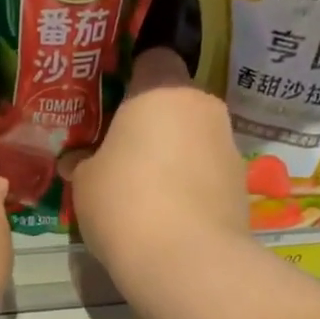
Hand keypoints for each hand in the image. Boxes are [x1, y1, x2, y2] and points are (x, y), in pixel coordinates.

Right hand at [61, 48, 248, 287]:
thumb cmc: (124, 204)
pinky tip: (168, 217)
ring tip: (145, 193)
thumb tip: (78, 161)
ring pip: (194, 140)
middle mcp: (203, 107)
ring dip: (174, 156)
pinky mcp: (241, 186)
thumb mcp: (85, 182)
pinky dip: (190, 187)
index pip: (154, 57)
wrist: (185, 261)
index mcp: (161, 91)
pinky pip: (207, 174)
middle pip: (176, 103)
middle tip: (122, 153)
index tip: (112, 105)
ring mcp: (229, 146)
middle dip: (153, 123)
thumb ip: (84, 162)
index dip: (132, 76)